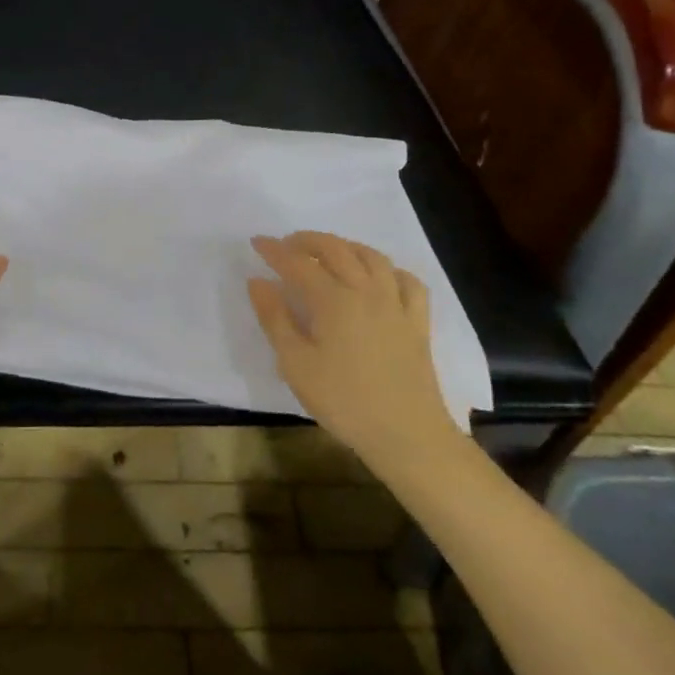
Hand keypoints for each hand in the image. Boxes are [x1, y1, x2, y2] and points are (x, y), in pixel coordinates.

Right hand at [248, 232, 466, 469]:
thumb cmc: (344, 401)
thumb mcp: (296, 365)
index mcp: (333, 300)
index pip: (297, 263)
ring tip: (328, 252)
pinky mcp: (417, 321)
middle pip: (335, 249)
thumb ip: (275, 318)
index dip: (275, 250)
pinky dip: (389, 269)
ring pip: (371, 256)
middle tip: (287, 245)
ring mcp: (396, 303)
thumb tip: (258, 281)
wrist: (407, 435)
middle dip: (307, 240)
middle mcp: (365, 290)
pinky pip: (407, 280)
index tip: (257, 242)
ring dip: (345, 246)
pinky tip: (379, 278)